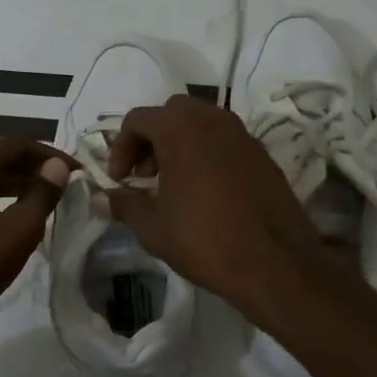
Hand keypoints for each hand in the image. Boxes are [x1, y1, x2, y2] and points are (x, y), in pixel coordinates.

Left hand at [0, 136, 73, 342]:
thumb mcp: (19, 230)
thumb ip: (42, 194)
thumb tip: (56, 166)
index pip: (15, 144)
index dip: (49, 153)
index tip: (76, 170)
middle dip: (33, 169)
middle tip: (64, 185)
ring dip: (16, 186)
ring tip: (44, 203)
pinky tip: (12, 223)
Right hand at [105, 95, 321, 317]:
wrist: (275, 262)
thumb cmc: (204, 239)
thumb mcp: (153, 227)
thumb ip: (124, 204)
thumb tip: (101, 199)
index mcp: (181, 128)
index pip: (138, 119)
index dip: (121, 147)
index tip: (120, 180)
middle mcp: (213, 120)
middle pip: (172, 113)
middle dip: (151, 139)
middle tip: (145, 175)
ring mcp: (243, 135)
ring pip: (202, 123)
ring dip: (180, 144)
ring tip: (173, 184)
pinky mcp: (263, 155)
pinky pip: (225, 141)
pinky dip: (207, 154)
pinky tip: (204, 192)